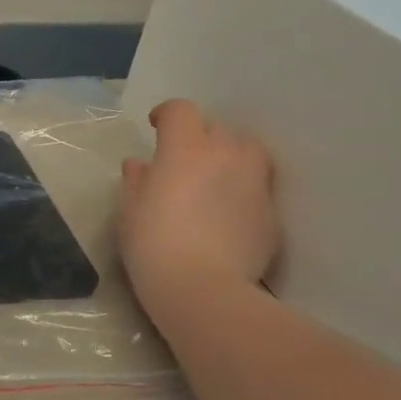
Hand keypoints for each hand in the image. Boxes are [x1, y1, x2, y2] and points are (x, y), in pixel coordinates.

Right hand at [118, 100, 278, 314]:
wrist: (203, 289)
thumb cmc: (153, 244)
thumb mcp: (129, 211)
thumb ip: (136, 181)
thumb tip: (140, 166)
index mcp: (185, 149)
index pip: (181, 111)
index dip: (167, 115)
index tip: (155, 127)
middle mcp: (226, 154)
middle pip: (216, 128)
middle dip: (198, 137)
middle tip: (181, 161)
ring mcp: (255, 182)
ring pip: (246, 152)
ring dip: (228, 156)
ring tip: (212, 179)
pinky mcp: (271, 212)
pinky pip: (256, 186)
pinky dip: (241, 189)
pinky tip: (225, 214)